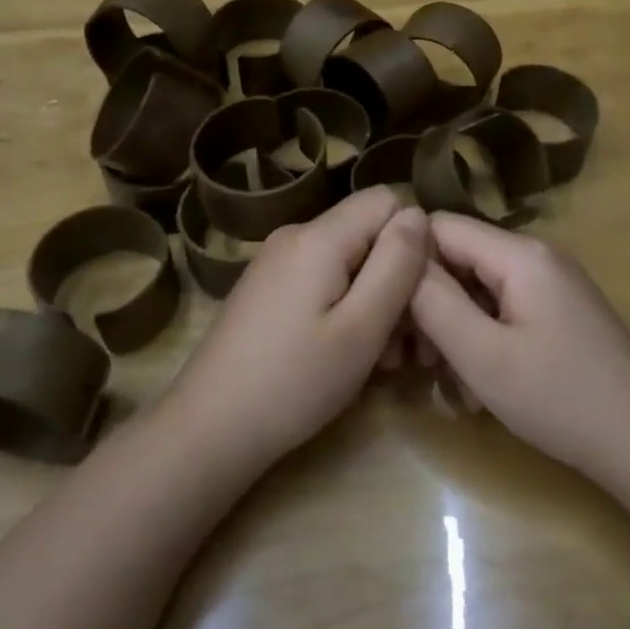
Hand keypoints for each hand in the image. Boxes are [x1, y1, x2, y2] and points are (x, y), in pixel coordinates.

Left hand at [169, 188, 430, 462]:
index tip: (420, 295)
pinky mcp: (266, 289)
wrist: (209, 428)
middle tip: (407, 346)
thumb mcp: (362, 328)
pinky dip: (345, 310)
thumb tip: (418, 214)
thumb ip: (396, 265)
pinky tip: (346, 354)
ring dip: (374, 302)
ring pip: (348, 261)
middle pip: (367, 233)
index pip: (387, 200)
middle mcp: (294, 236)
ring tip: (382, 361)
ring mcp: (275, 263)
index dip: (413, 241)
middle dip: (396, 280)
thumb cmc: (294, 382)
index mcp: (318, 237)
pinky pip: (322, 281)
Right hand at [409, 214, 629, 474]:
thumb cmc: (559, 398)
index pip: (439, 227)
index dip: (406, 262)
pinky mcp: (557, 311)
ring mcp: (551, 283)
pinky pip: (502, 308)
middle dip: (427, 303)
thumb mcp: (482, 354)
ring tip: (441, 377)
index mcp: (520, 253)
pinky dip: (480, 336)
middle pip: (459, 257)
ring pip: (477, 287)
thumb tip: (400, 259)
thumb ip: (434, 301)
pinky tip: (476, 382)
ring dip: (451, 326)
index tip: (387, 312)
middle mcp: (536, 256)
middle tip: (408, 359)